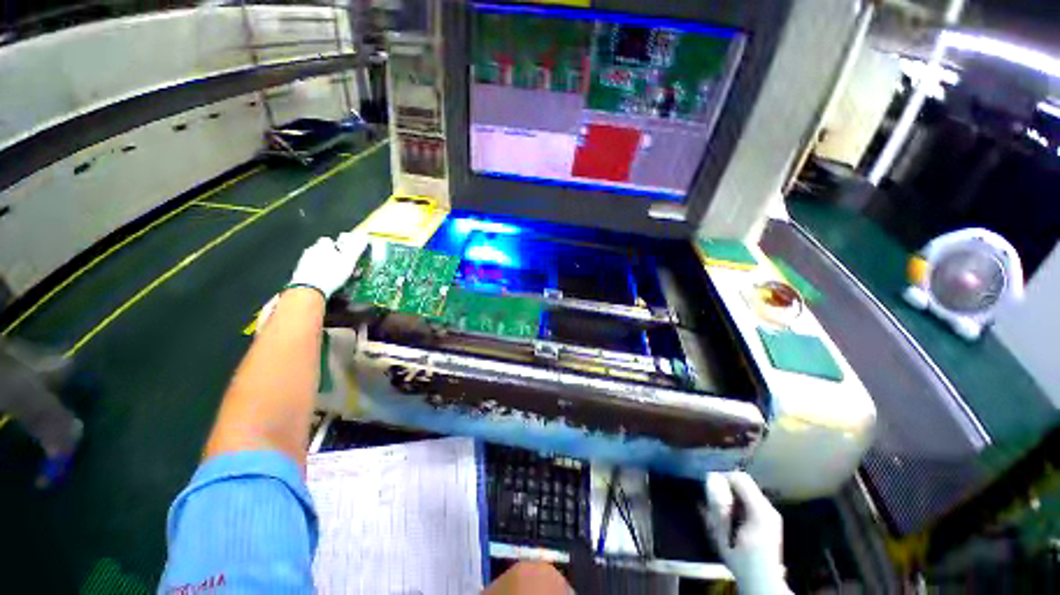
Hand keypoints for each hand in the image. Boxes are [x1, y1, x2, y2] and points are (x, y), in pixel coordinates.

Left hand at [288, 232, 367, 298]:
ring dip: (327, 266)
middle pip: (324, 251)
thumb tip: (364, 235)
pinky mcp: (300, 274)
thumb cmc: (331, 273)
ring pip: (318, 261)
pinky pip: (313, 271)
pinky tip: (327, 282)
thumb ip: (356, 247)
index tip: (346, 254)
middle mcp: (311, 251)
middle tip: (344, 267)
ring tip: (337, 276)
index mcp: (323, 245)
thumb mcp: (349, 260)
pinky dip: (320, 275)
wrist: (309, 289)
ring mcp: (303, 262)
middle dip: (333, 257)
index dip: (339, 246)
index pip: (330, 240)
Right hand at [704, 471, 790, 594]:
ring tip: (720, 509)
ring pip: (747, 491)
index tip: (708, 485)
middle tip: (712, 499)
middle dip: (726, 487)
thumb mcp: (724, 535)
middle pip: (744, 483)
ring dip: (731, 495)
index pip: (739, 478)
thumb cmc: (741, 561)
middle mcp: (768, 509)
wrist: (763, 584)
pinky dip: (738, 503)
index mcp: (759, 511)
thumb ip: (716, 507)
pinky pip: (751, 501)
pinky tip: (730, 515)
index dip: (721, 477)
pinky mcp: (770, 520)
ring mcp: (771, 515)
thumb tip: (709, 481)